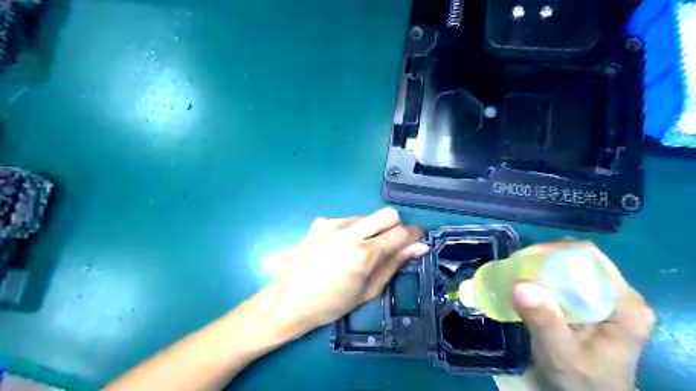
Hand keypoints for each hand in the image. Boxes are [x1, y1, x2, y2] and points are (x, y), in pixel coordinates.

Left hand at [267, 208, 429, 335]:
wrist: (289, 299)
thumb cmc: (331, 304)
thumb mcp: (368, 291)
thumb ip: (394, 264)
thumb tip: (419, 246)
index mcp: (362, 254)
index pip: (400, 232)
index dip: (414, 234)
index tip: (416, 241)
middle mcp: (349, 232)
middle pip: (387, 213)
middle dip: (396, 227)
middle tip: (390, 245)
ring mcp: (333, 223)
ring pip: (368, 216)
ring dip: (373, 229)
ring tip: (361, 250)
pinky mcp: (321, 221)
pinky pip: (349, 219)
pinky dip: (355, 230)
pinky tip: (343, 247)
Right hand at [494, 242, 652, 390]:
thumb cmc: (582, 380)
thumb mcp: (561, 354)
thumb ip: (544, 321)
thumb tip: (519, 285)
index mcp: (625, 305)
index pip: (590, 258)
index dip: (555, 251)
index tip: (524, 260)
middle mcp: (620, 294)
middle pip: (579, 259)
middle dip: (544, 258)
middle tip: (516, 268)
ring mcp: (607, 297)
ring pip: (571, 266)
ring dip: (542, 267)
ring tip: (518, 275)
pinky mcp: (593, 302)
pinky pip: (566, 278)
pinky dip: (545, 277)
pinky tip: (529, 286)